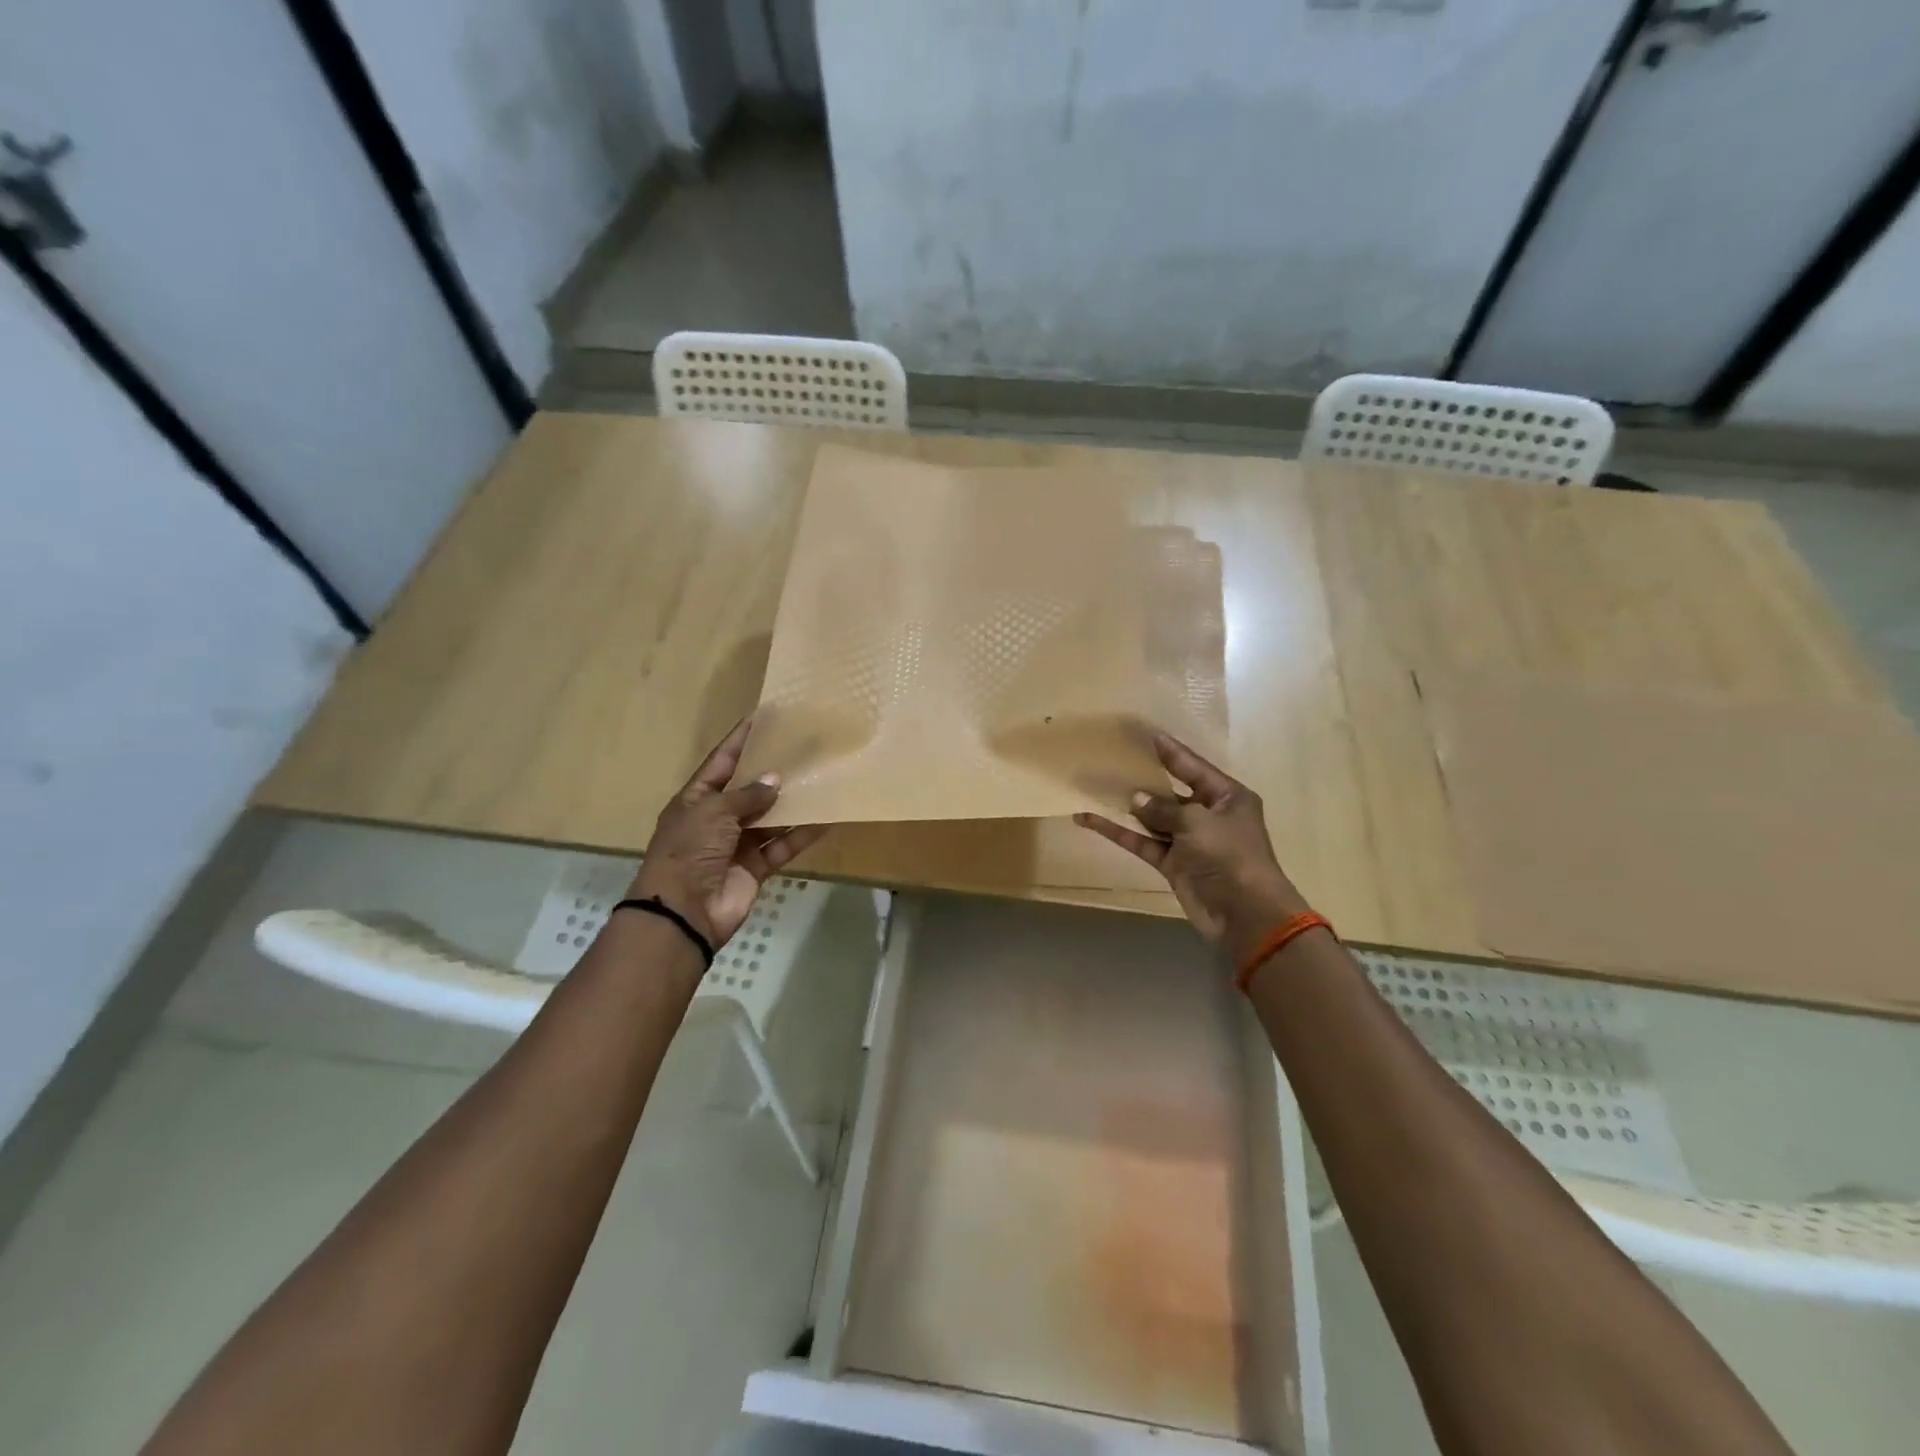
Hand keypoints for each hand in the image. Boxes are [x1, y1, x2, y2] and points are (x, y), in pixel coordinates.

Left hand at [630, 719, 827, 946]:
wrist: (684, 911)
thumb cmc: (689, 850)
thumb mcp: (713, 812)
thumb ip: (747, 795)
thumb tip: (775, 779)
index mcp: (696, 800)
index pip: (721, 762)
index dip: (740, 741)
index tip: (763, 718)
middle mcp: (716, 819)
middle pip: (749, 789)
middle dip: (773, 771)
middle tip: (803, 748)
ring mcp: (737, 844)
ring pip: (770, 817)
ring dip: (792, 802)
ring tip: (819, 779)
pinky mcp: (756, 867)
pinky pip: (782, 845)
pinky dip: (801, 834)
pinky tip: (826, 819)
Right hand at [1076, 733, 1310, 960]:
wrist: (1243, 913)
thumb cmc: (1229, 855)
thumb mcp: (1197, 822)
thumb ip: (1163, 808)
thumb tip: (1136, 801)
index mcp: (1227, 797)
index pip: (1194, 767)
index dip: (1171, 752)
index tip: (1148, 734)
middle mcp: (1208, 815)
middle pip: (1171, 791)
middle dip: (1144, 779)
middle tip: (1116, 758)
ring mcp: (1189, 840)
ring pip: (1152, 818)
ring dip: (1127, 807)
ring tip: (1096, 786)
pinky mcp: (1172, 863)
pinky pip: (1142, 841)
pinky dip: (1119, 832)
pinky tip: (1091, 820)